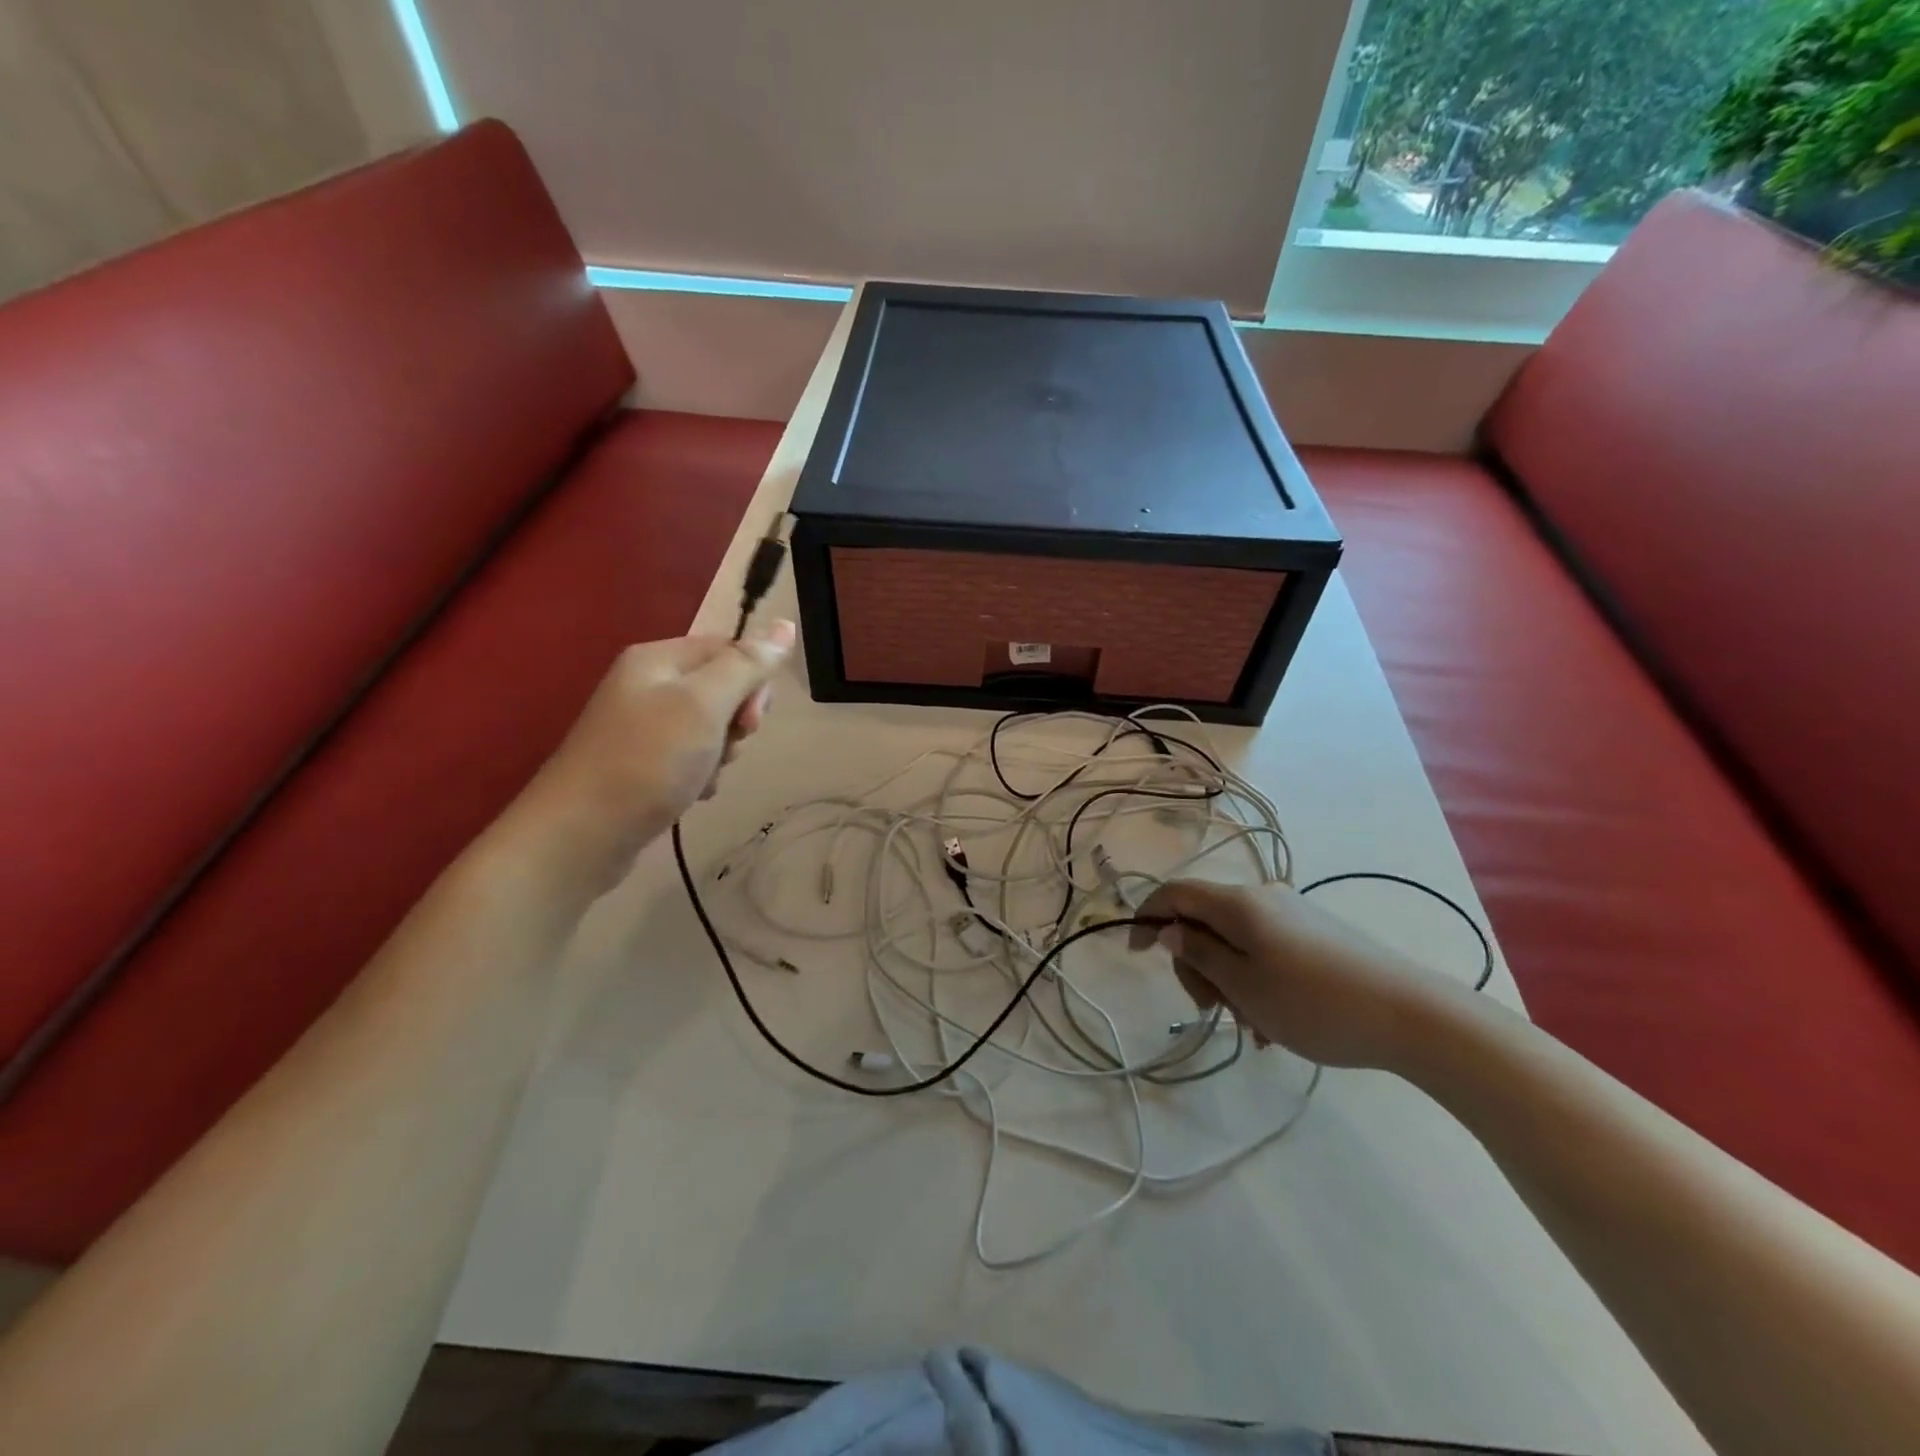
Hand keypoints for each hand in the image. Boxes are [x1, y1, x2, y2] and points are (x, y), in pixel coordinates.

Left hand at [513, 621, 795, 894]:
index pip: (730, 649)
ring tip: (703, 776)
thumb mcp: (705, 704)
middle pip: (723, 689)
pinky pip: (691, 757)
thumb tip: (786, 623)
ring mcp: (643, 726)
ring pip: (711, 727)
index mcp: (658, 659)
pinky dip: (701, 774)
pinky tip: (692, 793)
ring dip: (721, 753)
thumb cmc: (648, 761)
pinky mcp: (643, 763)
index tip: (750, 720)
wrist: (581, 835)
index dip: (753, 682)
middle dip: (737, 721)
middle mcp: (648, 685)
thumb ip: (747, 665)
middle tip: (726, 747)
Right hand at [1129, 879, 1457, 1069]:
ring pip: (1235, 941)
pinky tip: (1274, 1024)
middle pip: (1204, 920)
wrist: (1413, 1016)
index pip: (1175, 893)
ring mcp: (1293, 915)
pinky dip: (1255, 980)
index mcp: (1238, 903)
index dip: (1147, 917)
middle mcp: (1263, 898)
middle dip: (1195, 963)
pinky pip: (1265, 951)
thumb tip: (1168, 930)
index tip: (1134, 954)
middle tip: (1211, 1010)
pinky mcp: (1317, 935)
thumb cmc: (1314, 1003)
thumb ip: (1198, 954)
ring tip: (1252, 1027)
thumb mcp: (1243, 985)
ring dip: (1228, 980)